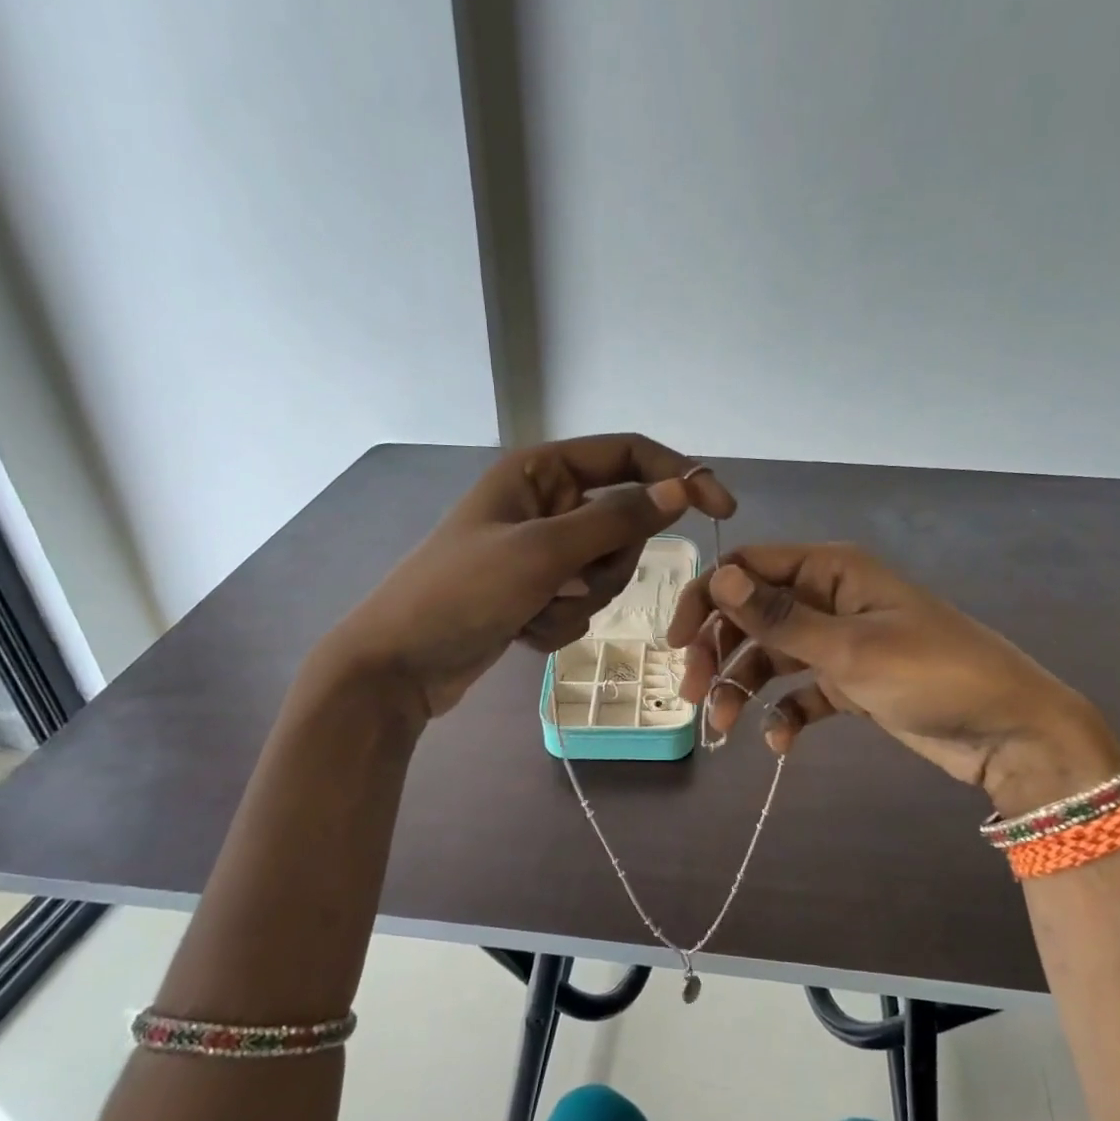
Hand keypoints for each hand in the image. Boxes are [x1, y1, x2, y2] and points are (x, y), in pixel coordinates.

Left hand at [326, 435, 734, 717]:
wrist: (398, 665)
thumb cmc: (462, 593)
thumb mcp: (543, 552)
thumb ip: (616, 519)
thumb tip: (679, 490)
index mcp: (541, 472)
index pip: (628, 455)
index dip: (677, 475)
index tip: (721, 508)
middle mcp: (545, 504)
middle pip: (622, 522)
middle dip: (606, 564)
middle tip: (569, 583)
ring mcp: (540, 552)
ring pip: (605, 571)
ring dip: (580, 601)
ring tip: (534, 611)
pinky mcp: (535, 594)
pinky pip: (580, 604)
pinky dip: (559, 624)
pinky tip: (520, 632)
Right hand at [666, 544, 1119, 816]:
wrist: (1011, 733)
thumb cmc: (933, 675)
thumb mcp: (850, 648)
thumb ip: (779, 617)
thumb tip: (718, 579)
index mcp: (830, 571)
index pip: (748, 569)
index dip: (706, 599)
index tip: (677, 644)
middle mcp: (829, 598)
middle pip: (751, 615)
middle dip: (719, 651)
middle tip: (694, 695)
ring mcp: (839, 642)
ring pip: (770, 657)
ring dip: (742, 687)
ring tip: (725, 727)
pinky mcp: (850, 683)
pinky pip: (800, 692)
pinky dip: (784, 714)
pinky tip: (780, 743)